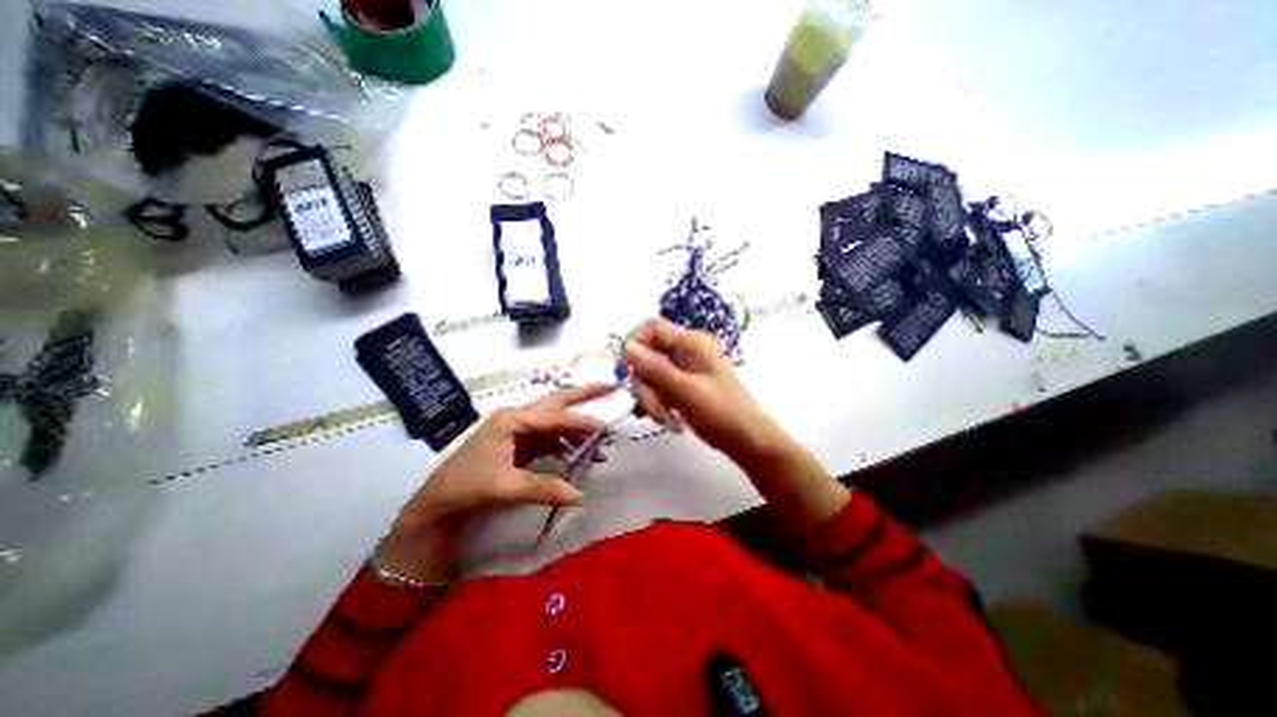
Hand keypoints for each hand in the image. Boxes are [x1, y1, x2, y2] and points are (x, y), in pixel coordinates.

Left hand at [378, 388, 611, 582]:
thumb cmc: (467, 486)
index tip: (605, 427)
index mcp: (512, 420)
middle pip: (556, 402)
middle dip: (582, 394)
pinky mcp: (518, 444)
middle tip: (608, 386)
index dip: (580, 422)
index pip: (554, 417)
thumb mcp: (505, 487)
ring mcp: (517, 430)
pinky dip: (564, 444)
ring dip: (575, 428)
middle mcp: (517, 418)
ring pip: (554, 421)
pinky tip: (574, 456)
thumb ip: (544, 487)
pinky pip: (548, 438)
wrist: (438, 503)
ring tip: (598, 437)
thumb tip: (579, 495)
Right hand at [624, 318, 782, 462]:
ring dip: (652, 400)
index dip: (637, 345)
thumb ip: (656, 369)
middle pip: (647, 357)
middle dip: (646, 385)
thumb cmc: (723, 412)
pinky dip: (658, 406)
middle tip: (656, 409)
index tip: (629, 371)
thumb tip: (626, 346)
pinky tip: (671, 421)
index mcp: (691, 343)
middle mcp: (684, 352)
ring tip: (669, 420)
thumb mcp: (687, 390)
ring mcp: (682, 371)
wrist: (747, 439)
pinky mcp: (680, 388)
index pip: (653, 329)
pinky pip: (657, 390)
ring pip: (649, 377)